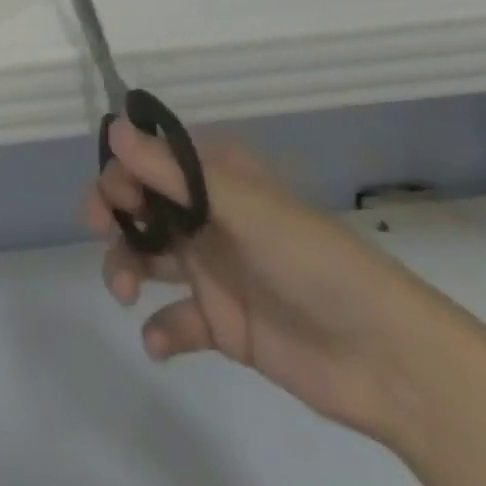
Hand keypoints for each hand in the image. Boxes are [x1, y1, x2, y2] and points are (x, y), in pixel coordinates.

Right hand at [87, 119, 485, 446]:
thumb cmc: (310, 258)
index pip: (152, 159)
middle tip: (101, 232)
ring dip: (126, 268)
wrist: (383, 356)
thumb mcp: (240, 205)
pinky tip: (161, 341)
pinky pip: (176, 320)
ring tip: (126, 293)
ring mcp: (214, 268)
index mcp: (217, 176)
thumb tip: (112, 128)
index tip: (110, 195)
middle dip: (115, 215)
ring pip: (149, 256)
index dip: (123, 170)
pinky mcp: (223, 323)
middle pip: (142, 205)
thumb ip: (173, 172)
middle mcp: (208, 215)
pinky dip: (161, 329)